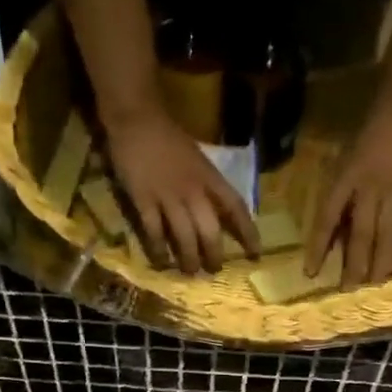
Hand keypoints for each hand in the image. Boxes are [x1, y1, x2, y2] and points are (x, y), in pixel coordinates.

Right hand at [104, 104, 260, 274]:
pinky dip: (159, 250)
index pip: (236, 207)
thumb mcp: (197, 158)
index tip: (255, 254)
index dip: (247, 232)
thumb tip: (218, 211)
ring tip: (190, 272)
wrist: (136, 118)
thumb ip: (207, 183)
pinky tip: (161, 262)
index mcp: (209, 176)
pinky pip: (154, 232)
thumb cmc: (168, 137)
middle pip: (210, 230)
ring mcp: (168, 196)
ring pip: (184, 237)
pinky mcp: (144, 200)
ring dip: (188, 259)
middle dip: (214, 255)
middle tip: (214, 271)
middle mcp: (193, 190)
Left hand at [306, 105, 391, 285]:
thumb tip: (332, 240)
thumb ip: (337, 201)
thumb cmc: (365, 139)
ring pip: (386, 236)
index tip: (311, 273)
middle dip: (354, 265)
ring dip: (379, 264)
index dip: (319, 247)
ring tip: (372, 287)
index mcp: (346, 179)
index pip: (328, 219)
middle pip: (361, 234)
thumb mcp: (342, 164)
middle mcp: (370, 189)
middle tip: (347, 291)